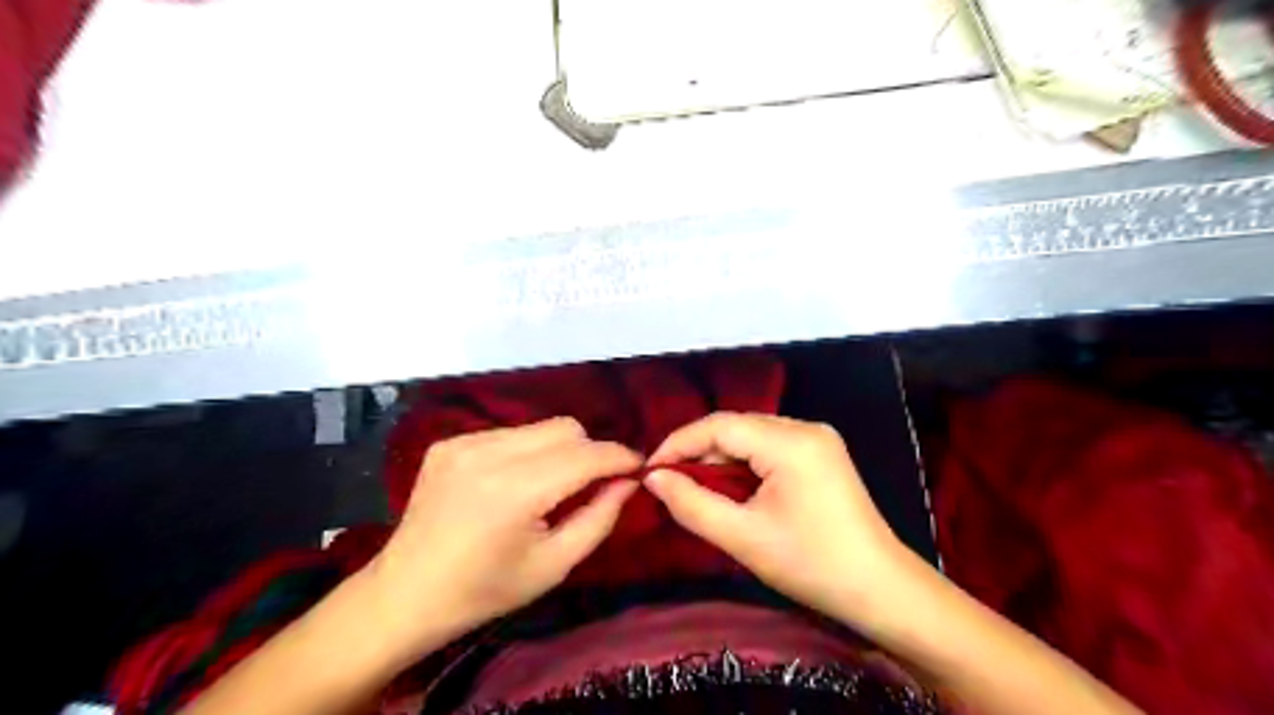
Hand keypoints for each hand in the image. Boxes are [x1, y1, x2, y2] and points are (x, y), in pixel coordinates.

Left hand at [370, 420, 647, 658]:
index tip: (637, 468)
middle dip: (589, 452)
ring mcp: (464, 442)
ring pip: (539, 428)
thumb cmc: (485, 591)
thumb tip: (628, 481)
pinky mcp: (450, 442)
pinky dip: (526, 452)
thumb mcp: (554, 565)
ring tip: (549, 486)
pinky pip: (509, 434)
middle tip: (591, 484)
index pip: (586, 455)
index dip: (619, 457)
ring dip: (558, 451)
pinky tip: (512, 484)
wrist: (404, 595)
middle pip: (566, 428)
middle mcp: (488, 453)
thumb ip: (599, 517)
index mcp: (515, 491)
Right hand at [648, 412, 904, 625]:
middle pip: (735, 427)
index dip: (679, 443)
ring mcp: (817, 438)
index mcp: (790, 442)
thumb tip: (653, 478)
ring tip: (694, 488)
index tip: (649, 471)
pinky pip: (769, 447)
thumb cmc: (811, 566)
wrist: (882, 590)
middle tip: (668, 483)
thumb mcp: (743, 537)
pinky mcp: (821, 453)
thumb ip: (691, 504)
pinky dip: (743, 464)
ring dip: (720, 459)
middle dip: (698, 453)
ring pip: (751, 436)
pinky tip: (731, 488)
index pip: (719, 425)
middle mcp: (805, 427)